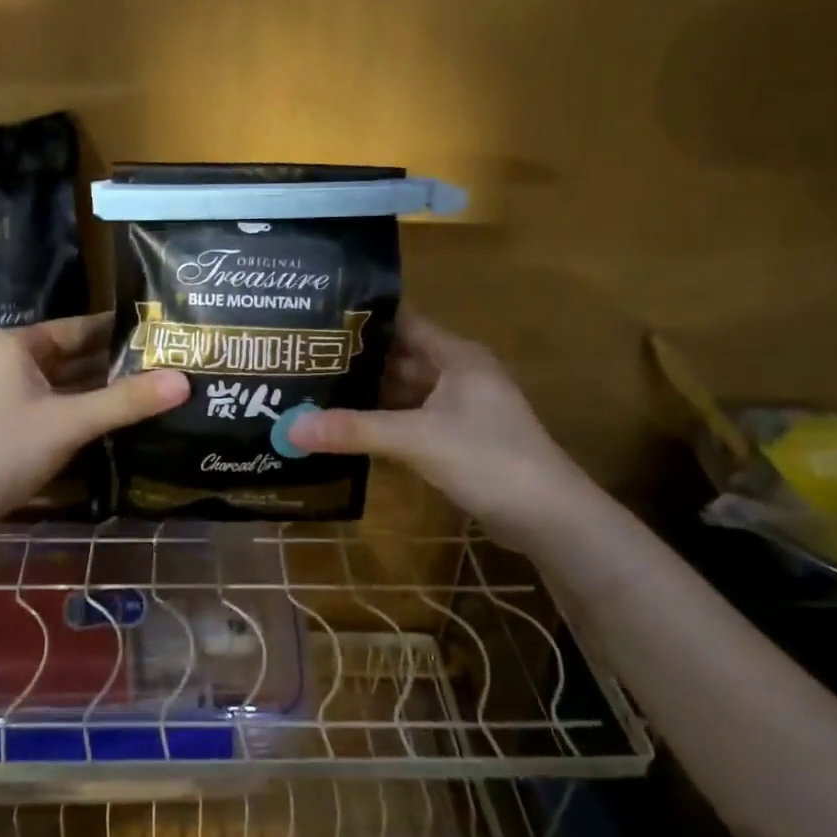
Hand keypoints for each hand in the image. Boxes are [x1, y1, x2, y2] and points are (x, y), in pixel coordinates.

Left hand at [0, 313, 187, 524]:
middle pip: (71, 355)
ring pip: (61, 382)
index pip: (79, 328)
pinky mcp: (1, 419)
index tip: (161, 337)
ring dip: (99, 388)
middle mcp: (3, 358)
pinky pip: (50, 403)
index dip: (121, 333)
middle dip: (115, 364)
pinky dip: (79, 407)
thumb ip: (127, 401)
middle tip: (165, 365)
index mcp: (13, 344)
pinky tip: (114, 417)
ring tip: (150, 389)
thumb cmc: (4, 451)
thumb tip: (185, 381)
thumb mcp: (70, 423)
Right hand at [289, 311, 587, 546]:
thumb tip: (288, 428)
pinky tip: (349, 427)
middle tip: (306, 359)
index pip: (403, 322)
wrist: (548, 517)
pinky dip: (384, 421)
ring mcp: (461, 408)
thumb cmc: (487, 459)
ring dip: (369, 393)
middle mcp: (459, 374)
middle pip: (401, 357)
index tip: (317, 320)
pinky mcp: (459, 439)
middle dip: (358, 360)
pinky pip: (412, 419)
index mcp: (456, 356)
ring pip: (406, 391)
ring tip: (317, 390)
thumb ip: (354, 430)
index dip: (364, 319)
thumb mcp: (416, 439)